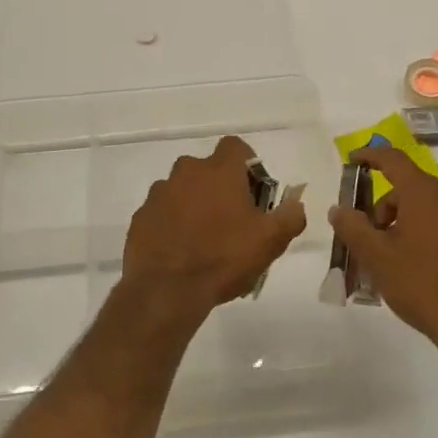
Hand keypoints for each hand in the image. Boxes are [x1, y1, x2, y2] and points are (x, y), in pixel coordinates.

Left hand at [119, 135, 307, 328]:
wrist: (166, 290)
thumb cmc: (223, 258)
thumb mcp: (270, 241)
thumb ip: (290, 216)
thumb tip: (296, 204)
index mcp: (219, 171)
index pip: (236, 147)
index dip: (248, 165)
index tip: (254, 192)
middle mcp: (186, 172)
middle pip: (208, 169)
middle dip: (220, 188)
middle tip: (233, 220)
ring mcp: (159, 193)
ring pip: (183, 190)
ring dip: (194, 205)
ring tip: (205, 240)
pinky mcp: (141, 217)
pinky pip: (162, 212)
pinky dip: (172, 223)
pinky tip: (181, 251)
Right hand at [327, 147, 437, 359]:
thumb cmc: (422, 283)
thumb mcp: (376, 256)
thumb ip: (352, 227)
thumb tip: (339, 209)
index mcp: (425, 191)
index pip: (392, 159)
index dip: (369, 157)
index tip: (352, 161)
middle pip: (407, 187)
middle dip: (382, 207)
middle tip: (366, 237)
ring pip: (424, 206)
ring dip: (401, 222)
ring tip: (388, 257)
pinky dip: (421, 232)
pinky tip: (413, 264)